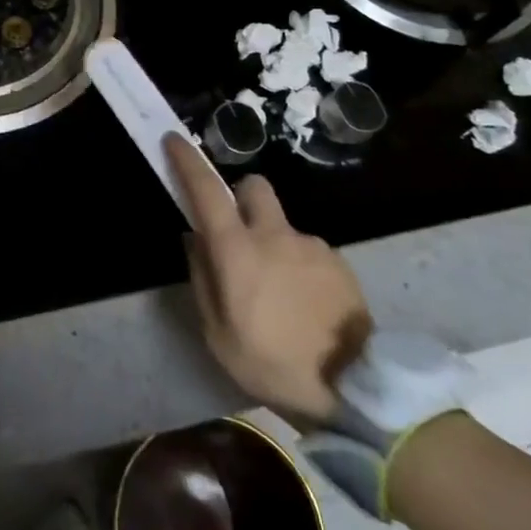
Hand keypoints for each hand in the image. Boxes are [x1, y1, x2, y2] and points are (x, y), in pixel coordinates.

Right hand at [166, 133, 372, 423]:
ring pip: (282, 225)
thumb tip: (194, 240)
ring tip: (277, 292)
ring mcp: (311, 245)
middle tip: (237, 231)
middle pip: (253, 187)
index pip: (207, 191)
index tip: (174, 141)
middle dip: (239, 196)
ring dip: (272, 242)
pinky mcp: (339, 262)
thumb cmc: (273, 364)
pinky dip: (299, 265)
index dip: (187, 162)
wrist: (356, 388)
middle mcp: (274, 235)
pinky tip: (305, 304)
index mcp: (237, 250)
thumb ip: (203, 279)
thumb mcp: (219, 335)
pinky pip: (308, 251)